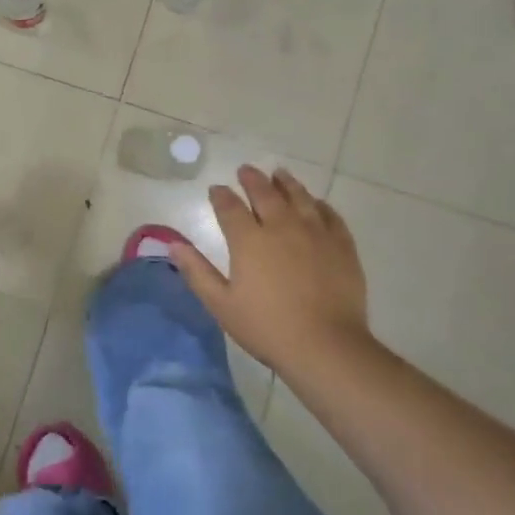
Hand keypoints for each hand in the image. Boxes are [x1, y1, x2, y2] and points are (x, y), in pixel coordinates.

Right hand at [170, 167, 380, 382]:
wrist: (325, 345)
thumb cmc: (267, 327)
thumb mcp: (222, 304)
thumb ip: (197, 272)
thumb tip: (173, 245)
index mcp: (249, 240)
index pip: (230, 207)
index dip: (221, 196)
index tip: (216, 189)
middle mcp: (281, 227)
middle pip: (265, 193)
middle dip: (252, 179)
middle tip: (246, 170)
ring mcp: (315, 233)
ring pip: (299, 197)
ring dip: (286, 183)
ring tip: (279, 174)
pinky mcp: (341, 245)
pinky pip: (330, 215)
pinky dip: (319, 204)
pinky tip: (316, 203)